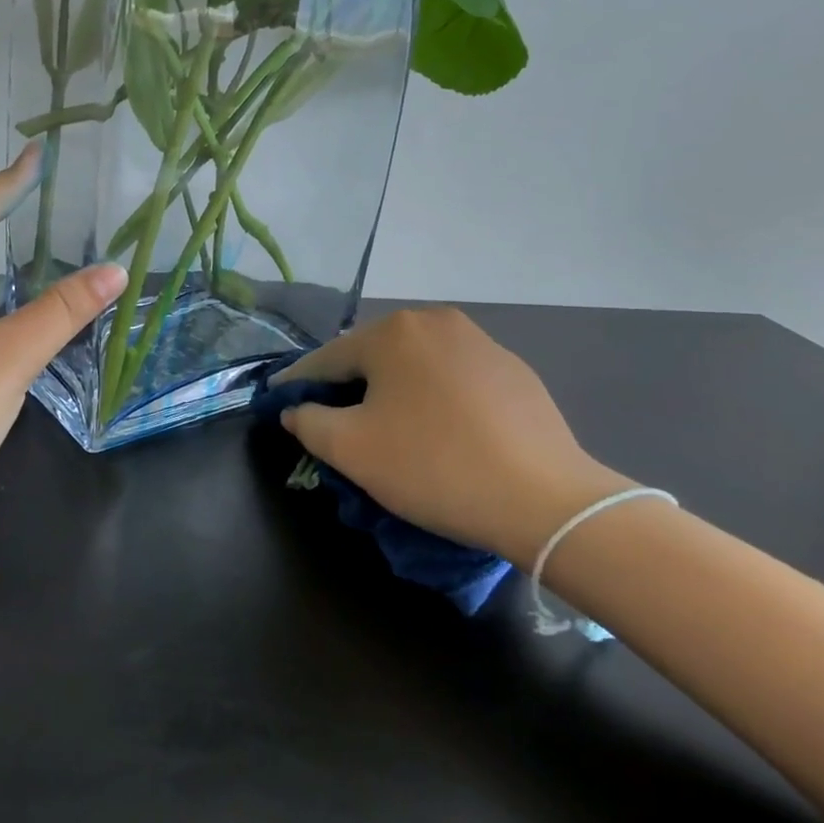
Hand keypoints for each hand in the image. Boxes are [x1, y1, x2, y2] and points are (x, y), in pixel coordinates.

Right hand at [275, 308, 632, 567]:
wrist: (545, 501)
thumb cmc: (432, 466)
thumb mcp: (350, 449)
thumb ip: (308, 421)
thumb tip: (296, 409)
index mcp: (393, 332)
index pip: (326, 358)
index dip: (297, 384)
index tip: (278, 403)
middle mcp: (436, 322)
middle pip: (372, 357)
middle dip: (347, 387)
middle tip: (332, 423)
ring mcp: (481, 343)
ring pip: (414, 367)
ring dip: (391, 392)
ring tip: (385, 429)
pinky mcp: (514, 372)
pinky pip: (452, 380)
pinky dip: (432, 400)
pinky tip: (438, 433)